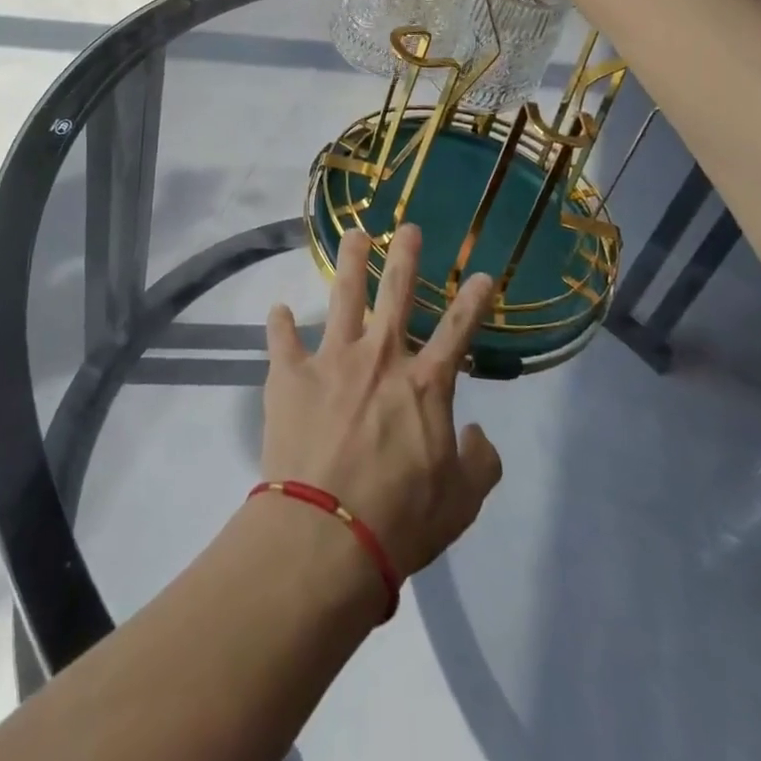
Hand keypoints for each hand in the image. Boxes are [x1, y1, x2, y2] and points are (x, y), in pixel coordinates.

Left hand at [261, 226, 503, 579]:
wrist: (327, 532)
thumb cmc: (401, 519)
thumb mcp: (462, 501)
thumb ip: (480, 462)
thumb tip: (477, 434)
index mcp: (424, 384)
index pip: (457, 331)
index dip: (473, 301)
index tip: (483, 274)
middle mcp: (380, 358)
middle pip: (396, 294)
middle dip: (405, 257)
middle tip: (407, 228)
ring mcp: (332, 359)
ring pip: (342, 297)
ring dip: (349, 263)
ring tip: (353, 235)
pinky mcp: (290, 374)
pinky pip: (282, 339)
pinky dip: (279, 323)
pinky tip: (277, 309)